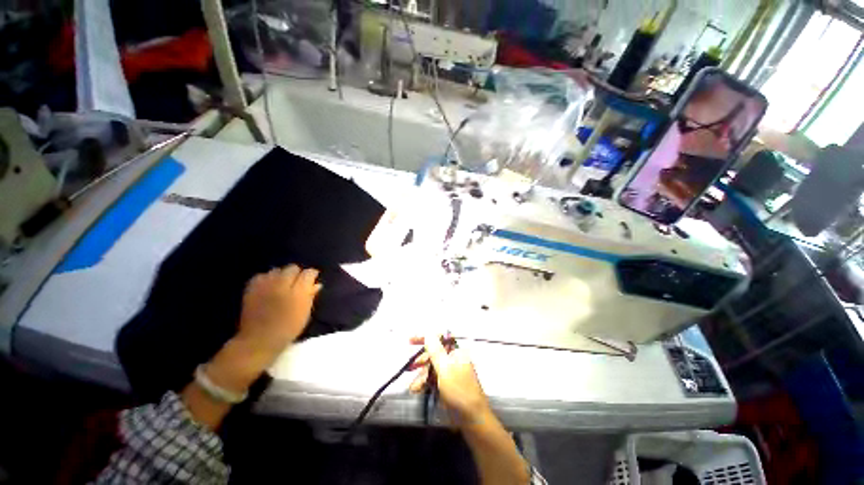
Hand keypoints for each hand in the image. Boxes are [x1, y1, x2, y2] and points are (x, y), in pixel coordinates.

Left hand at [204, 265, 321, 394]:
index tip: (312, 280)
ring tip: (282, 285)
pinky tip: (269, 287)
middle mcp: (282, 283)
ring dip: (281, 275)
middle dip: (297, 274)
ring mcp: (265, 284)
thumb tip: (316, 283)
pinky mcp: (252, 287)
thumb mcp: (305, 313)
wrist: (259, 339)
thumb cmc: (288, 328)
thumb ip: (311, 295)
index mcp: (298, 291)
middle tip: (297, 284)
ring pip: (277, 270)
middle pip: (293, 268)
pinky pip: (262, 275)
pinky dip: (267, 278)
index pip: (309, 273)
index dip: (312, 275)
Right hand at [409, 336, 491, 426]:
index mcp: (456, 352)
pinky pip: (433, 379)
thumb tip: (429, 332)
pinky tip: (417, 390)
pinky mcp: (447, 385)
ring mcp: (450, 373)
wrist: (472, 420)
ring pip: (431, 367)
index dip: (426, 337)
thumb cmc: (459, 391)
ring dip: (422, 375)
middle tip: (411, 367)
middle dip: (422, 360)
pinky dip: (425, 383)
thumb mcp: (445, 369)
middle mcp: (453, 359)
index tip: (411, 341)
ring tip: (414, 387)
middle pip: (434, 353)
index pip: (440, 338)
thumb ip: (435, 350)